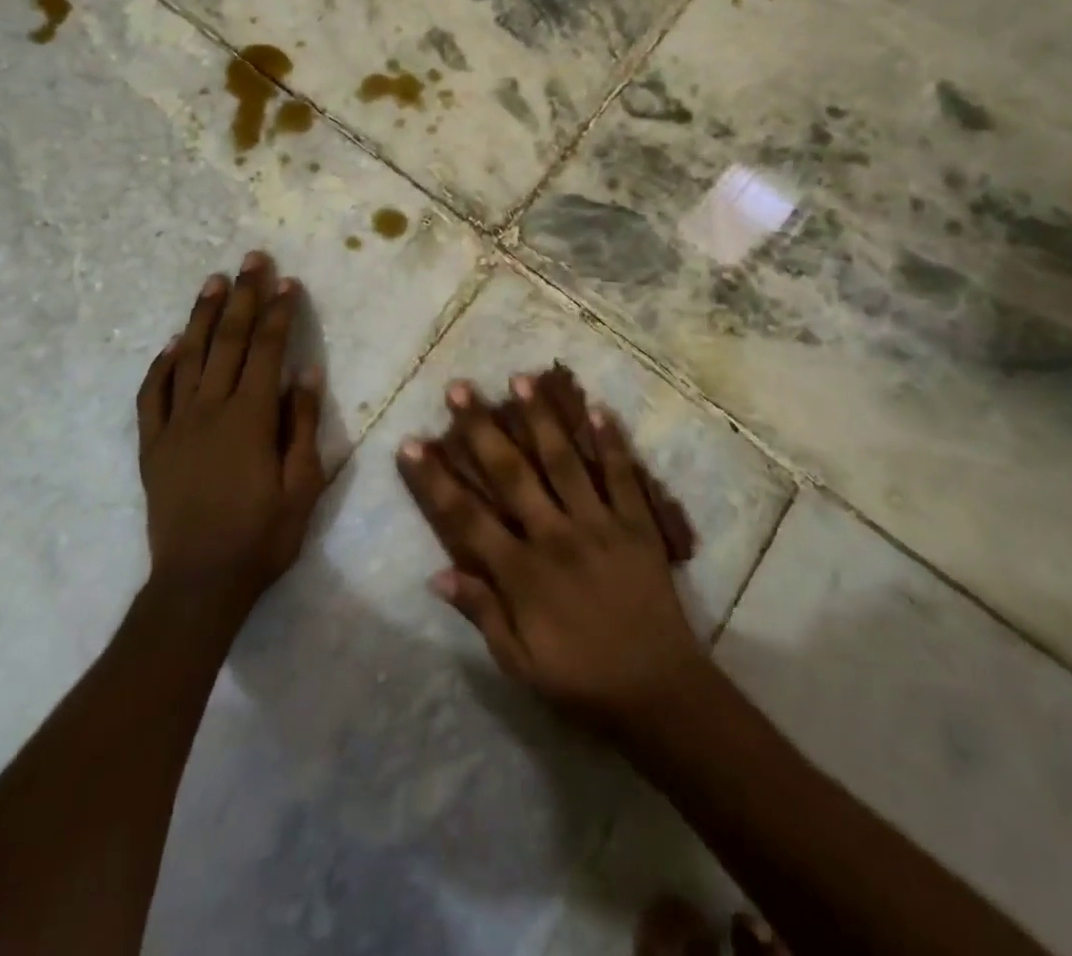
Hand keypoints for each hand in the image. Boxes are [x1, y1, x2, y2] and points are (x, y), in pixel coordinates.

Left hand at [137, 252, 325, 623]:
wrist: (198, 584)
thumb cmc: (262, 536)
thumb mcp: (303, 484)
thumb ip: (302, 424)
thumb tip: (305, 371)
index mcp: (250, 417)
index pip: (267, 350)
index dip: (279, 312)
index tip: (287, 281)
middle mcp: (210, 409)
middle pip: (228, 340)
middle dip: (243, 296)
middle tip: (251, 260)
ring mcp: (175, 425)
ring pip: (188, 357)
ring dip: (202, 316)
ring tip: (213, 282)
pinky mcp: (153, 446)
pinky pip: (151, 395)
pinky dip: (160, 365)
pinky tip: (169, 345)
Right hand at [398, 373, 708, 730]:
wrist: (658, 692)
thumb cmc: (581, 680)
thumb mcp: (519, 663)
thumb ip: (481, 613)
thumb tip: (437, 573)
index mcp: (522, 573)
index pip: (466, 516)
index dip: (435, 479)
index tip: (412, 443)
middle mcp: (555, 536)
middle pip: (511, 473)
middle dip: (481, 428)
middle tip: (460, 388)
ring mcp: (599, 524)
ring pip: (564, 461)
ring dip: (541, 419)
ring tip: (520, 380)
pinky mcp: (637, 524)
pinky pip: (622, 475)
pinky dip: (611, 441)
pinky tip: (596, 407)